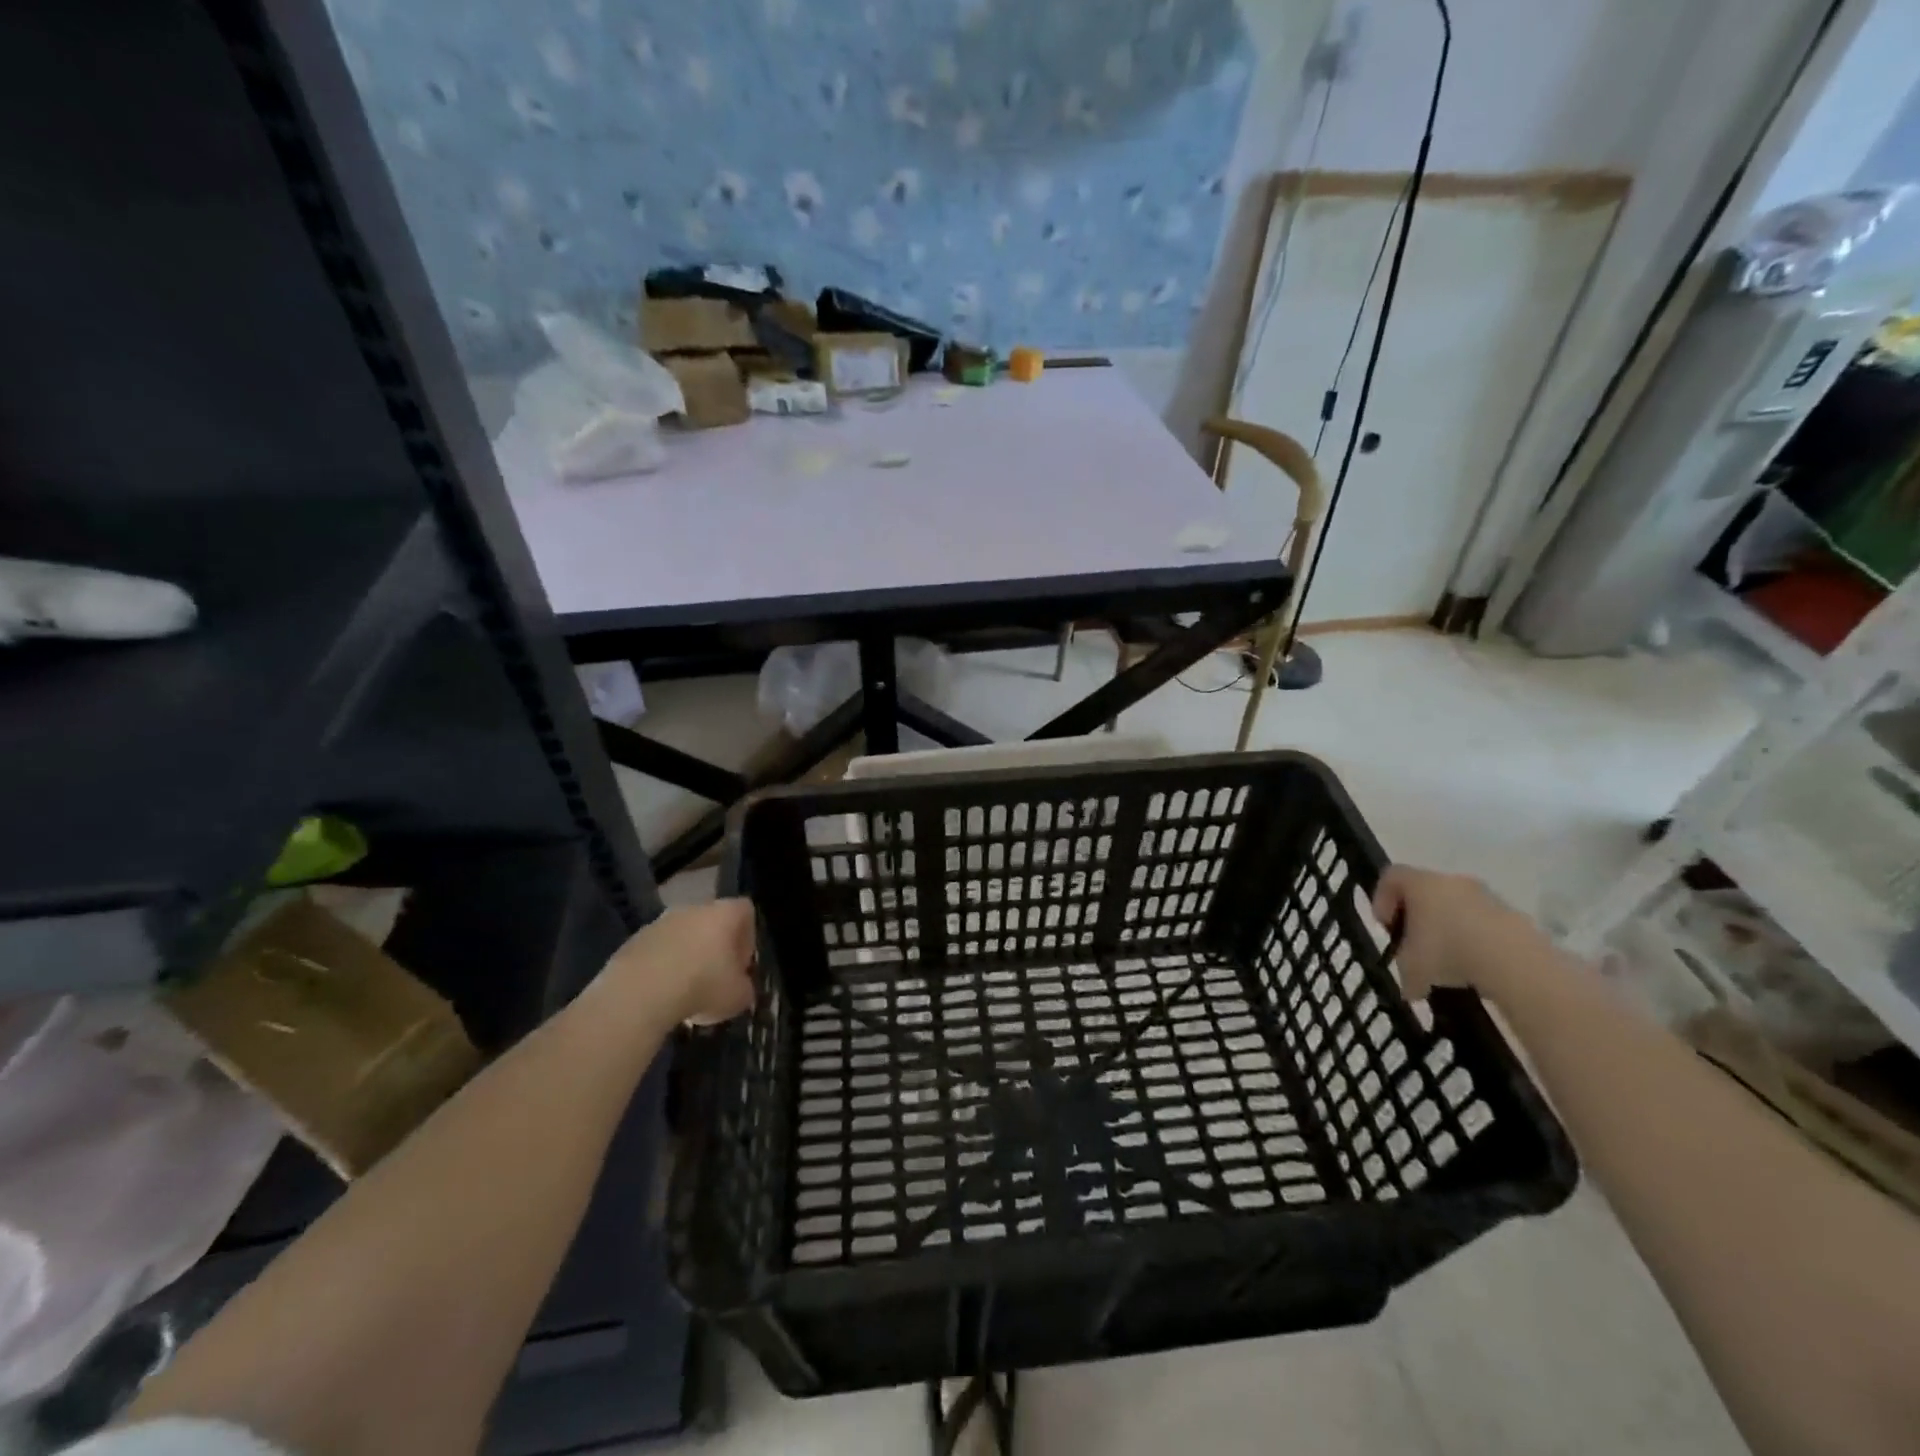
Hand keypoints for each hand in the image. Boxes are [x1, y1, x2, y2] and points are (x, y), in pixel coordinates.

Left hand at [601, 900, 756, 1025]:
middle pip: (711, 921)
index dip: (748, 937)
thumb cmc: (702, 986)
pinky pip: (657, 951)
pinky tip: (660, 994)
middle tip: (715, 978)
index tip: (742, 965)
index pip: (745, 911)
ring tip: (685, 991)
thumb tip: (740, 987)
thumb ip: (744, 987)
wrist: (639, 994)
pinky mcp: (633, 941)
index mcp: (724, 913)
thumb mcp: (739, 996)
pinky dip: (661, 968)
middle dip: (715, 947)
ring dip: (686, 957)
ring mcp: (660, 922)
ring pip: (682, 936)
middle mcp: (693, 908)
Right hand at [1372, 866, 1549, 1003]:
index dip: (1382, 899)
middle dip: (1418, 918)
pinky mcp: (1514, 916)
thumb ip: (1405, 970)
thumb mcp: (1411, 968)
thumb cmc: (1448, 952)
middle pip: (1426, 891)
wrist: (1515, 962)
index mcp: (1420, 883)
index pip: (1391, 876)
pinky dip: (1476, 942)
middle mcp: (1452, 881)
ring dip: (1449, 930)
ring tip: (1450, 964)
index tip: (1387, 928)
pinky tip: (1476, 969)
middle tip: (1416, 946)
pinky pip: (1485, 924)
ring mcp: (1486, 897)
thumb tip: (1412, 986)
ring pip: (1457, 907)